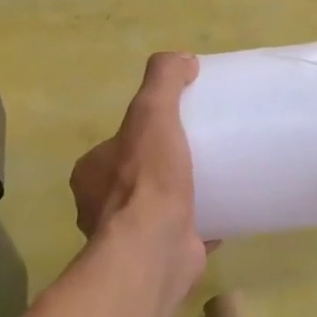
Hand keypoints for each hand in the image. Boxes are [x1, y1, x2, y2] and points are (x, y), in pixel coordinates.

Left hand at [70, 53, 209, 297]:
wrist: (155, 250)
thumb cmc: (147, 180)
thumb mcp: (152, 113)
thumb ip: (163, 80)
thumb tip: (183, 59)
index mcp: (91, 174)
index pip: (116, 146)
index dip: (143, 134)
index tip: (175, 127)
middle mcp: (100, 207)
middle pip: (136, 176)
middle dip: (163, 166)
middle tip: (201, 151)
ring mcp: (128, 237)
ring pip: (155, 208)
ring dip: (180, 197)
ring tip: (217, 180)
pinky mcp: (157, 257)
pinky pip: (181, 233)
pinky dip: (199, 224)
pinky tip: (225, 213)